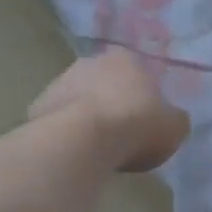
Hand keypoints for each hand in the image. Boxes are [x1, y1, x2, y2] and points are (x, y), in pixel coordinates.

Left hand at [27, 48, 189, 171]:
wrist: (83, 142)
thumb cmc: (136, 125)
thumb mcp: (174, 126)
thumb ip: (174, 119)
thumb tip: (170, 120)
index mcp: (126, 58)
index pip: (136, 70)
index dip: (141, 94)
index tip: (144, 118)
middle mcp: (90, 62)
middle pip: (104, 81)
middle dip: (110, 101)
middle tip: (121, 132)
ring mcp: (59, 82)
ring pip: (78, 99)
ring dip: (86, 115)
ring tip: (96, 147)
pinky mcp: (37, 107)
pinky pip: (58, 120)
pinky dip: (65, 132)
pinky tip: (74, 152)